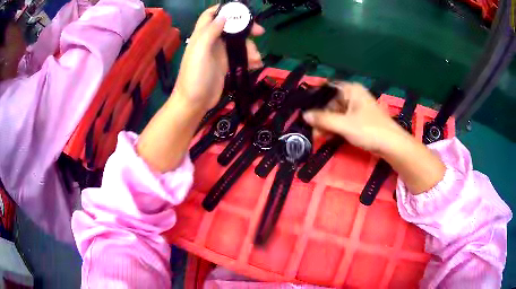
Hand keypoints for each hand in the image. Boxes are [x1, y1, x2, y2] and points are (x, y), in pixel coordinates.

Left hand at [174, 5, 264, 110]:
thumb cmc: (195, 76)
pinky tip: (256, 64)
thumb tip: (224, 15)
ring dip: (250, 48)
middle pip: (230, 27)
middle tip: (260, 32)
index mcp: (202, 35)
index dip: (223, 9)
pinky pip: (240, 55)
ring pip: (238, 42)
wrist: (194, 103)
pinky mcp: (225, 64)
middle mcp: (211, 41)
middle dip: (245, 28)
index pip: (210, 15)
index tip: (240, 10)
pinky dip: (249, 58)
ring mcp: (218, 53)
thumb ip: (210, 31)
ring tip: (256, 59)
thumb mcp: (200, 51)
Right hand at [303, 82, 444, 193]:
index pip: (327, 89)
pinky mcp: (359, 120)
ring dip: (326, 125)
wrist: (392, 145)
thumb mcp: (344, 125)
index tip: (304, 111)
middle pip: (330, 103)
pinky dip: (334, 128)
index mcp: (351, 90)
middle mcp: (353, 96)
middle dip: (320, 117)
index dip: (314, 99)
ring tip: (317, 136)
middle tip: (312, 131)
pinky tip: (327, 136)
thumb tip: (304, 115)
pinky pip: (342, 120)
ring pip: (335, 113)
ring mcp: (356, 108)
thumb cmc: (370, 130)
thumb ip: (323, 119)